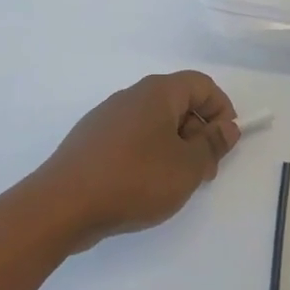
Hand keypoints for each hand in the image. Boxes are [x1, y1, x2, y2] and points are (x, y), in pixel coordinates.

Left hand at [29, 71, 238, 252]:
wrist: (62, 205)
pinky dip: (149, 155)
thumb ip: (212, 144)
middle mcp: (131, 96)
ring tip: (176, 185)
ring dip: (175, 148)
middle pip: (178, 103)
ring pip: (154, 123)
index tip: (225, 144)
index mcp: (157, 92)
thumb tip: (227, 126)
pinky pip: (132, 138)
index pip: (201, 84)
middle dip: (199, 133)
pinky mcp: (92, 141)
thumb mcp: (187, 167)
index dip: (221, 109)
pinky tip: (144, 188)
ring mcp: (107, 117)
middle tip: (205, 172)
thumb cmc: (134, 179)